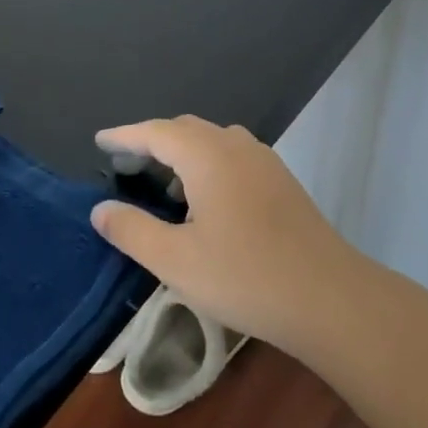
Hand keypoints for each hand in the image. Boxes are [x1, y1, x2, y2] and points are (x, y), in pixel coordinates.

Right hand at [90, 116, 372, 354]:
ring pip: (213, 142)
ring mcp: (265, 162)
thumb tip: (100, 209)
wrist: (328, 297)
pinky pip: (234, 157)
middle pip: (185, 130)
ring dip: (183, 153)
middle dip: (152, 141)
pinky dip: (208, 165)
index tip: (99, 141)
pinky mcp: (282, 182)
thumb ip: (132, 230)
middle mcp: (237, 147)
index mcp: (207, 156)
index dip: (125, 136)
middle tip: (125, 165)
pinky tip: (204, 202)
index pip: (156, 132)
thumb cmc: (244, 276)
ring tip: (162, 184)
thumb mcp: (175, 260)